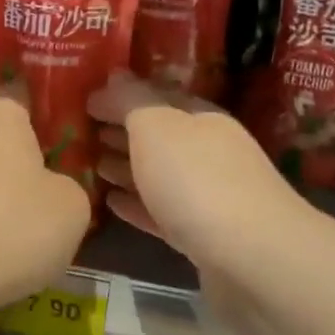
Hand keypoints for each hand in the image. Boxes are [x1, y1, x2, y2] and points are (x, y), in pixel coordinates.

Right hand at [88, 71, 300, 270]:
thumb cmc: (198, 181)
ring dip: (126, 167)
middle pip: (158, 136)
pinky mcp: (201, 236)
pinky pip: (160, 213)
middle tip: (81, 133)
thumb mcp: (157, 127)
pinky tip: (111, 203)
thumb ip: (132, 101)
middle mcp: (208, 151)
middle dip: (122, 131)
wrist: (253, 260)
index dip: (121, 96)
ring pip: (158, 174)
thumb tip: (115, 74)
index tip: (84, 100)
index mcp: (201, 118)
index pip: (156, 96)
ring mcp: (208, 196)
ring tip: (91, 164)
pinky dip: (136, 205)